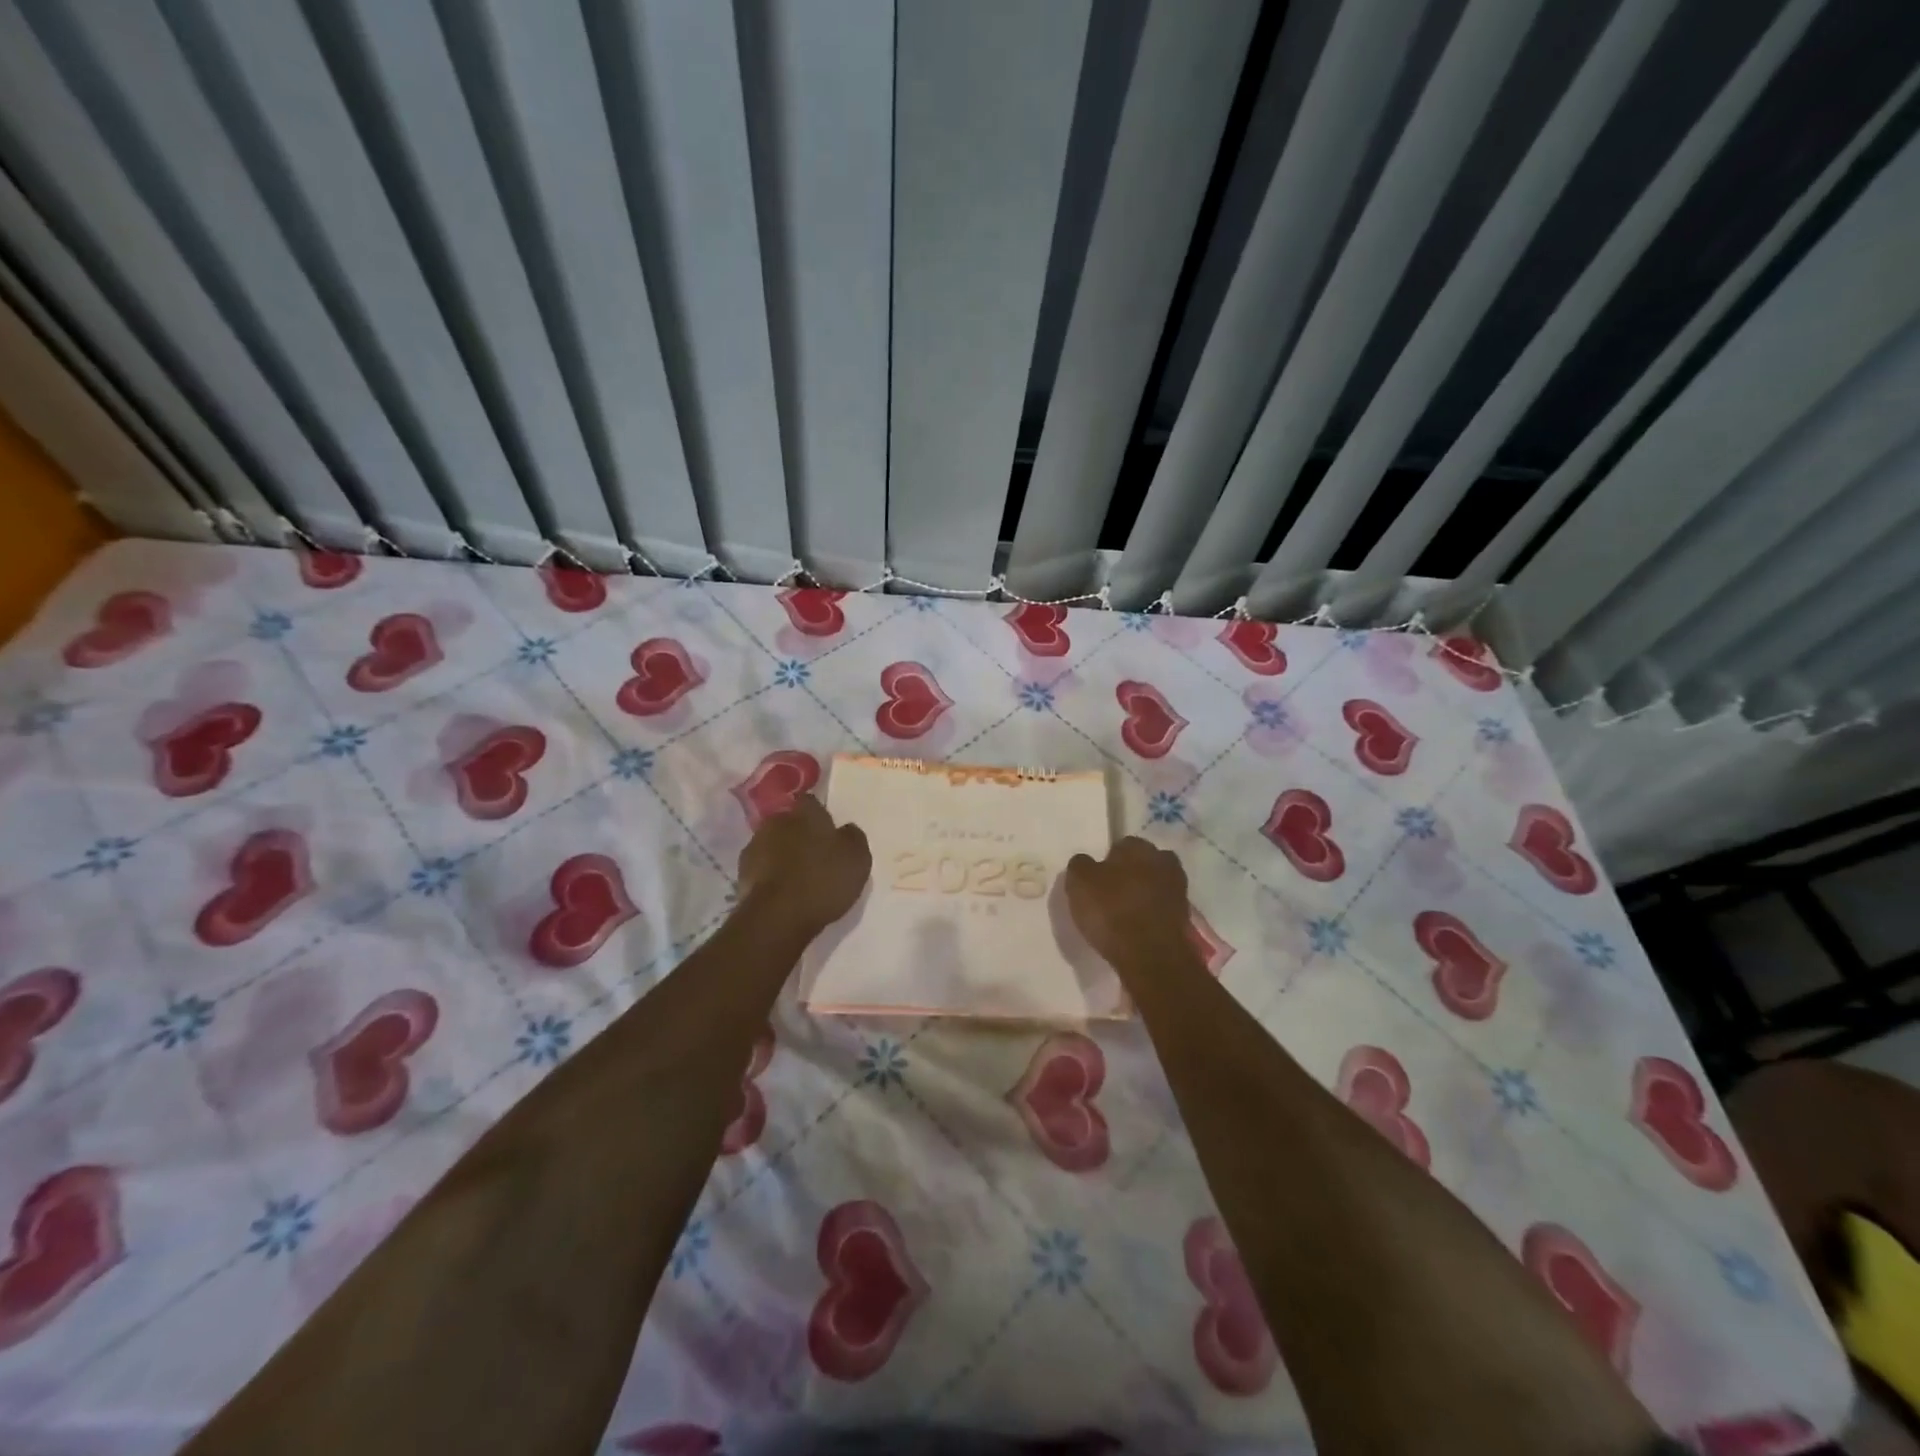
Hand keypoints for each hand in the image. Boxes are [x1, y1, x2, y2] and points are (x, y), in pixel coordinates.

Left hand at [737, 793, 870, 936]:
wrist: (777, 916)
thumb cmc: (822, 880)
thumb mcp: (857, 858)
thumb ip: (853, 837)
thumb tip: (846, 830)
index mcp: (805, 813)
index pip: (811, 802)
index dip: (819, 815)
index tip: (828, 830)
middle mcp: (776, 822)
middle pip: (789, 823)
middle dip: (798, 834)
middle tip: (814, 854)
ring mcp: (754, 847)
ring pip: (772, 844)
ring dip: (782, 855)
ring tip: (797, 877)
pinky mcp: (741, 874)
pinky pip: (761, 868)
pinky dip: (770, 875)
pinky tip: (782, 892)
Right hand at [1064, 837, 1194, 977]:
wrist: (1151, 956)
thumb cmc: (1112, 911)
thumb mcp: (1079, 883)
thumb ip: (1080, 866)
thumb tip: (1085, 862)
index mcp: (1139, 847)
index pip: (1121, 845)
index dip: (1107, 861)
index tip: (1097, 880)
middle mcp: (1164, 862)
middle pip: (1143, 864)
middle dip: (1130, 875)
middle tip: (1111, 895)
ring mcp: (1178, 891)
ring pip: (1155, 886)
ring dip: (1142, 895)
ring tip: (1123, 915)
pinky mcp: (1184, 918)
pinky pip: (1161, 909)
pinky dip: (1150, 916)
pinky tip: (1136, 929)